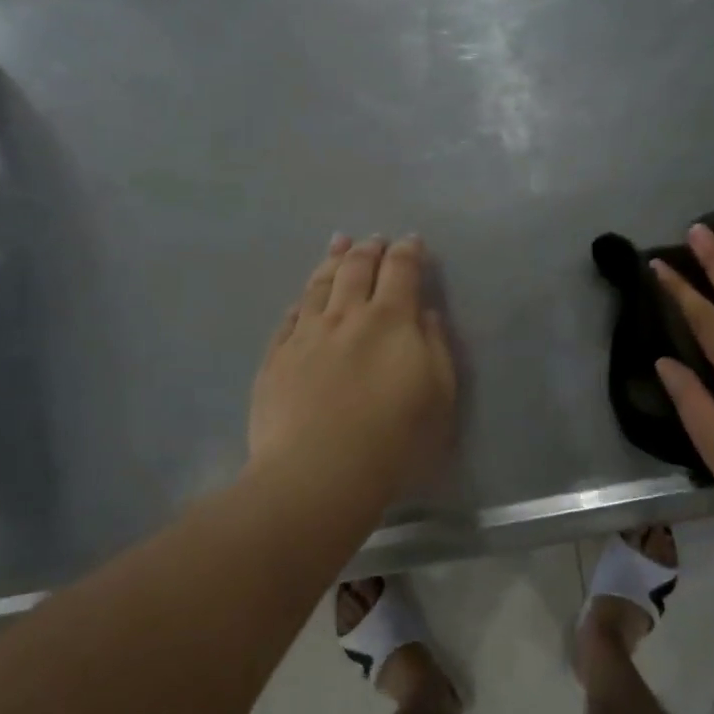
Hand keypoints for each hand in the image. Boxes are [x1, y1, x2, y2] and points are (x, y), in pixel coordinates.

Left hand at [248, 234, 456, 515]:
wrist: (318, 472)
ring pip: (319, 285)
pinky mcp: (276, 359)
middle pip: (356, 269)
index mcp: (390, 320)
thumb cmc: (393, 439)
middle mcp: (346, 316)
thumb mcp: (438, 395)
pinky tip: (302, 299)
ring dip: (331, 261)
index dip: (408, 252)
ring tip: (337, 245)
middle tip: (373, 240)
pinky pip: (289, 318)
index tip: (411, 242)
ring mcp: (305, 335)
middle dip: (368, 249)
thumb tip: (425, 313)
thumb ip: (435, 347)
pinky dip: (301, 302)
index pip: (401, 270)